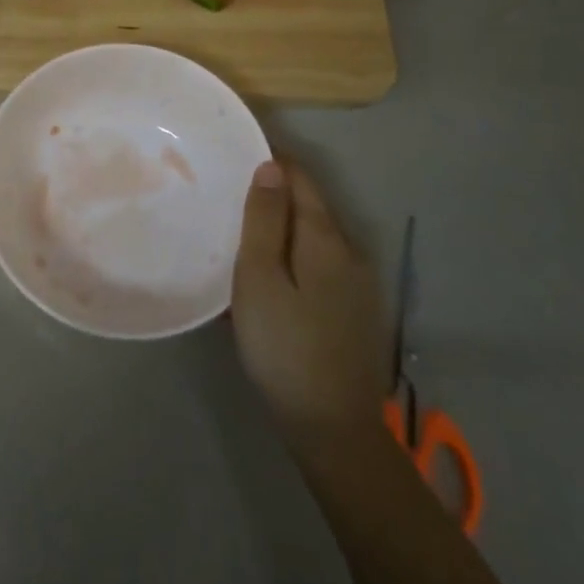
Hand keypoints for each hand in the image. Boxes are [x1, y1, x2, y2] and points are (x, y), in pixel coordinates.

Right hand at [232, 159, 390, 469]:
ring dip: (280, 228)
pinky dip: (290, 257)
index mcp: (326, 238)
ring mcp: (356, 284)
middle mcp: (349, 252)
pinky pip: (317, 265)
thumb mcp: (260, 278)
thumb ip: (264, 219)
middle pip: (309, 206)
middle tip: (227, 194)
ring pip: (312, 238)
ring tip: (239, 233)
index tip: (234, 157)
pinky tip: (266, 278)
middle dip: (273, 194)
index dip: (271, 161)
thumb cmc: (284, 345)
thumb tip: (271, 166)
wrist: (331, 426)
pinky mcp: (352, 311)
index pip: (300, 178)